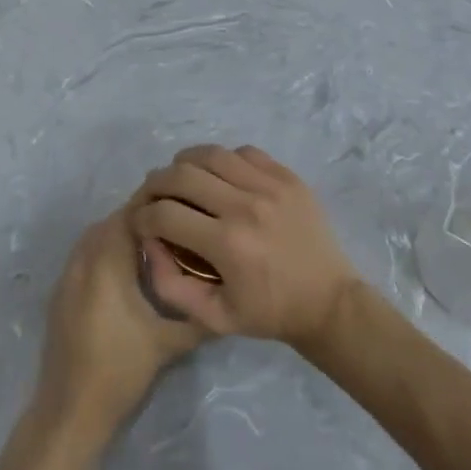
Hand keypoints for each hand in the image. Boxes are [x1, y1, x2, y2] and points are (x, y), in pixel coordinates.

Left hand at [35, 207, 206, 437]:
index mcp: (106, 263)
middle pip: (111, 222)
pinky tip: (128, 270)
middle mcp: (82, 260)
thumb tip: (228, 298)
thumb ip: (198, 315)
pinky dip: (106, 250)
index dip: (155, 207)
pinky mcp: (61, 292)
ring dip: (121, 233)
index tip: (183, 208)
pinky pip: (85, 254)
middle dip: (141, 218)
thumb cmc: (120, 371)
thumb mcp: (168, 343)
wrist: (70, 409)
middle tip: (175, 224)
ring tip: (156, 244)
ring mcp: (67, 275)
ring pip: (96, 236)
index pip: (129, 215)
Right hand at [128, 145, 358, 346]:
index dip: (142, 216)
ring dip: (186, 164)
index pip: (164, 213)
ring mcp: (270, 186)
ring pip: (210, 154)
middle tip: (153, 196)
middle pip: (181, 174)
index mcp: (227, 244)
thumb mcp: (213, 316)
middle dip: (156, 184)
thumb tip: (149, 243)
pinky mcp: (288, 177)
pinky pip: (244, 152)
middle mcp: (246, 206)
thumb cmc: (269, 313)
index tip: (141, 223)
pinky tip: (220, 177)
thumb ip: (171, 284)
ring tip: (182, 180)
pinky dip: (223, 160)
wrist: (329, 303)